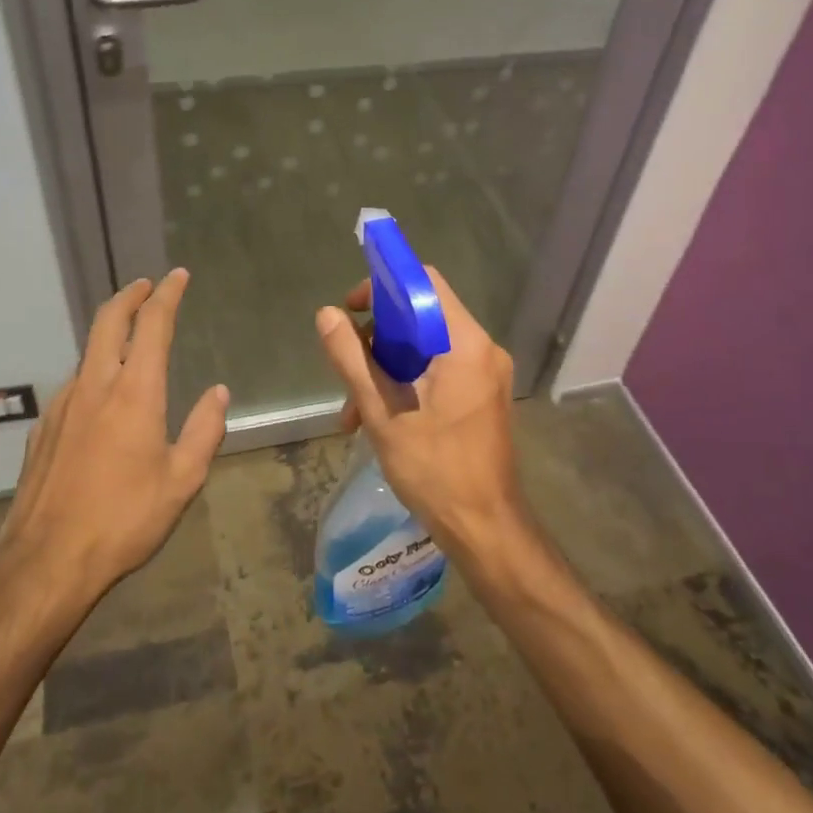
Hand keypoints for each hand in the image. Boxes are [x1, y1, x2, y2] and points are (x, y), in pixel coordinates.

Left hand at [0, 269, 228, 607]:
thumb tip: (219, 393)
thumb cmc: (125, 519)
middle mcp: (94, 386)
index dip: (167, 295)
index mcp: (135, 392)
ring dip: (109, 334)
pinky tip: (102, 400)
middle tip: (145, 285)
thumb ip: (204, 430)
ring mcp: (62, 405)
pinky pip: (73, 386)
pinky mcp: (43, 429)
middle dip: (129, 296)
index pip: (152, 325)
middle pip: (107, 321)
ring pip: (87, 353)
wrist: (47, 560)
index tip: (177, 276)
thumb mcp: (182, 480)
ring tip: (129, 343)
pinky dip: (93, 373)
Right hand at [314, 269, 527, 559]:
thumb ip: (352, 359)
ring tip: (353, 411)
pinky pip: (439, 370)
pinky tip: (376, 418)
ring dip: (386, 368)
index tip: (351, 309)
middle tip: (348, 370)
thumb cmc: (434, 469)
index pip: (424, 284)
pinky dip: (406, 383)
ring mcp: (485, 373)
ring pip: (426, 347)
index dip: (383, 286)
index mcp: (465, 345)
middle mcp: (482, 349)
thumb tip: (327, 315)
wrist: (484, 528)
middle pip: (423, 316)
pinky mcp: (482, 394)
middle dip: (378, 339)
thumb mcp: (382, 412)